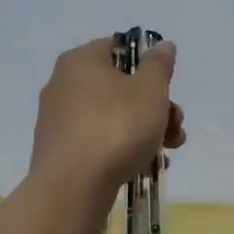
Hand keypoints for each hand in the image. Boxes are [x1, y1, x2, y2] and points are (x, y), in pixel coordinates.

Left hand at [30, 37, 184, 198]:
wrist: (73, 187)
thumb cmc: (116, 128)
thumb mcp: (150, 90)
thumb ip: (159, 65)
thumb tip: (162, 45)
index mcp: (80, 61)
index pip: (119, 47)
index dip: (148, 64)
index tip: (167, 87)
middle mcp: (63, 84)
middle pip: (120, 85)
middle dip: (155, 105)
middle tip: (175, 125)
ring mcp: (58, 120)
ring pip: (112, 114)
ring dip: (145, 128)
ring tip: (168, 150)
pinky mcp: (59, 150)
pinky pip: (98, 139)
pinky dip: (121, 146)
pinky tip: (143, 164)